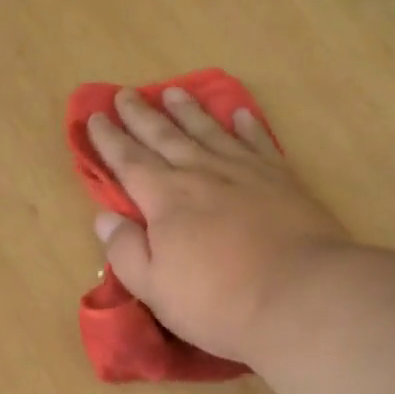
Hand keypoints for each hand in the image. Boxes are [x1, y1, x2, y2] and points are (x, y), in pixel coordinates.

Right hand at [87, 88, 350, 362]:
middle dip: (141, 116)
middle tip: (126, 94)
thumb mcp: (155, 288)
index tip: (94, 117)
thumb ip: (126, 251)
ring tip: (173, 92)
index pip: (129, 161)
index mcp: (165, 199)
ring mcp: (245, 172)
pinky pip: (258, 142)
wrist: (300, 295)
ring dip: (188, 111)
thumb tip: (104, 218)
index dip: (109, 139)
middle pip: (165, 137)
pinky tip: (240, 115)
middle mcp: (201, 174)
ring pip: (209, 131)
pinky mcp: (281, 179)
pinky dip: (247, 127)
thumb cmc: (218, 301)